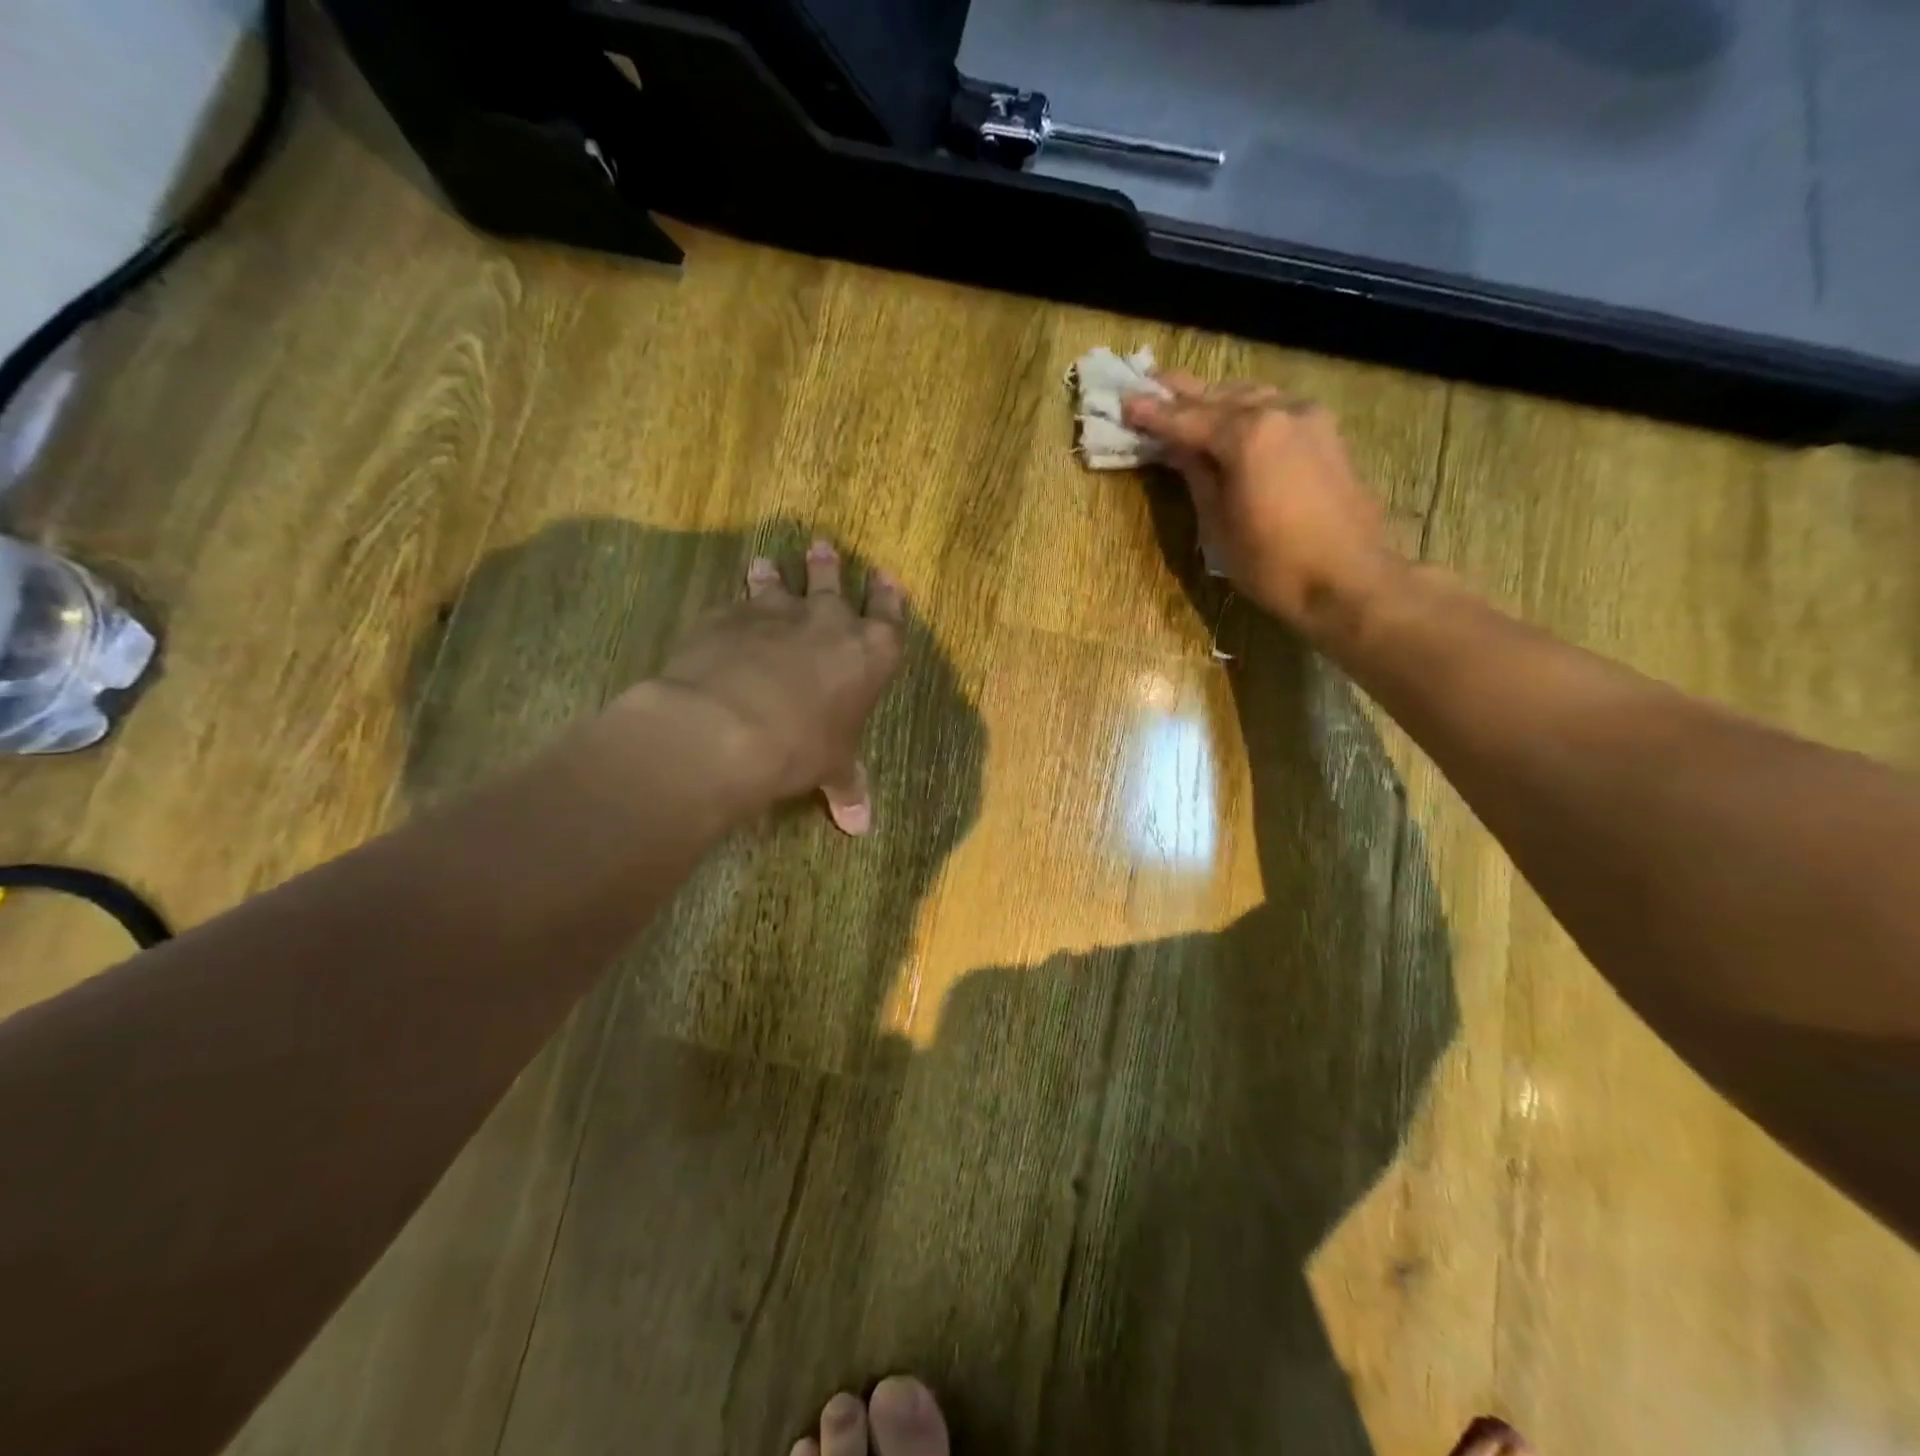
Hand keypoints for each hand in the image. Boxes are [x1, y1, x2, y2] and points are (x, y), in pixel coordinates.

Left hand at [646, 540, 904, 834]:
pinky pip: (737, 599)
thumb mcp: (831, 768)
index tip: (886, 577)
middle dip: (829, 566)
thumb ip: (847, 787)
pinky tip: (729, 604)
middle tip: (822, 547)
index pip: (889, 616)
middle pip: (833, 582)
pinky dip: (737, 599)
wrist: (729, 725)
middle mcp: (829, 621)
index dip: (889, 597)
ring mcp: (778, 612)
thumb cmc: (801, 747)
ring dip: (777, 573)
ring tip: (768, 563)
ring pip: (781, 582)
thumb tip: (860, 827)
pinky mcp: (730, 614)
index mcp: (870, 653)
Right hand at [1124, 377, 1403, 643]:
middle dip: (1182, 393)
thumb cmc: (1273, 563)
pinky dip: (1247, 407)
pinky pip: (1276, 407)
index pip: (1187, 419)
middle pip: (1219, 397)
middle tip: (1149, 383)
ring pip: (1251, 396)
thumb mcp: (1218, 524)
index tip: (1124, 402)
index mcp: (1247, 435)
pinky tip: (1233, 415)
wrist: (1349, 580)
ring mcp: (1308, 418)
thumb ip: (1197, 476)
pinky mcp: (1326, 434)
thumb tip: (1176, 448)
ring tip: (1187, 398)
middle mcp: (1279, 412)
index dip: (1152, 414)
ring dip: (1216, 397)